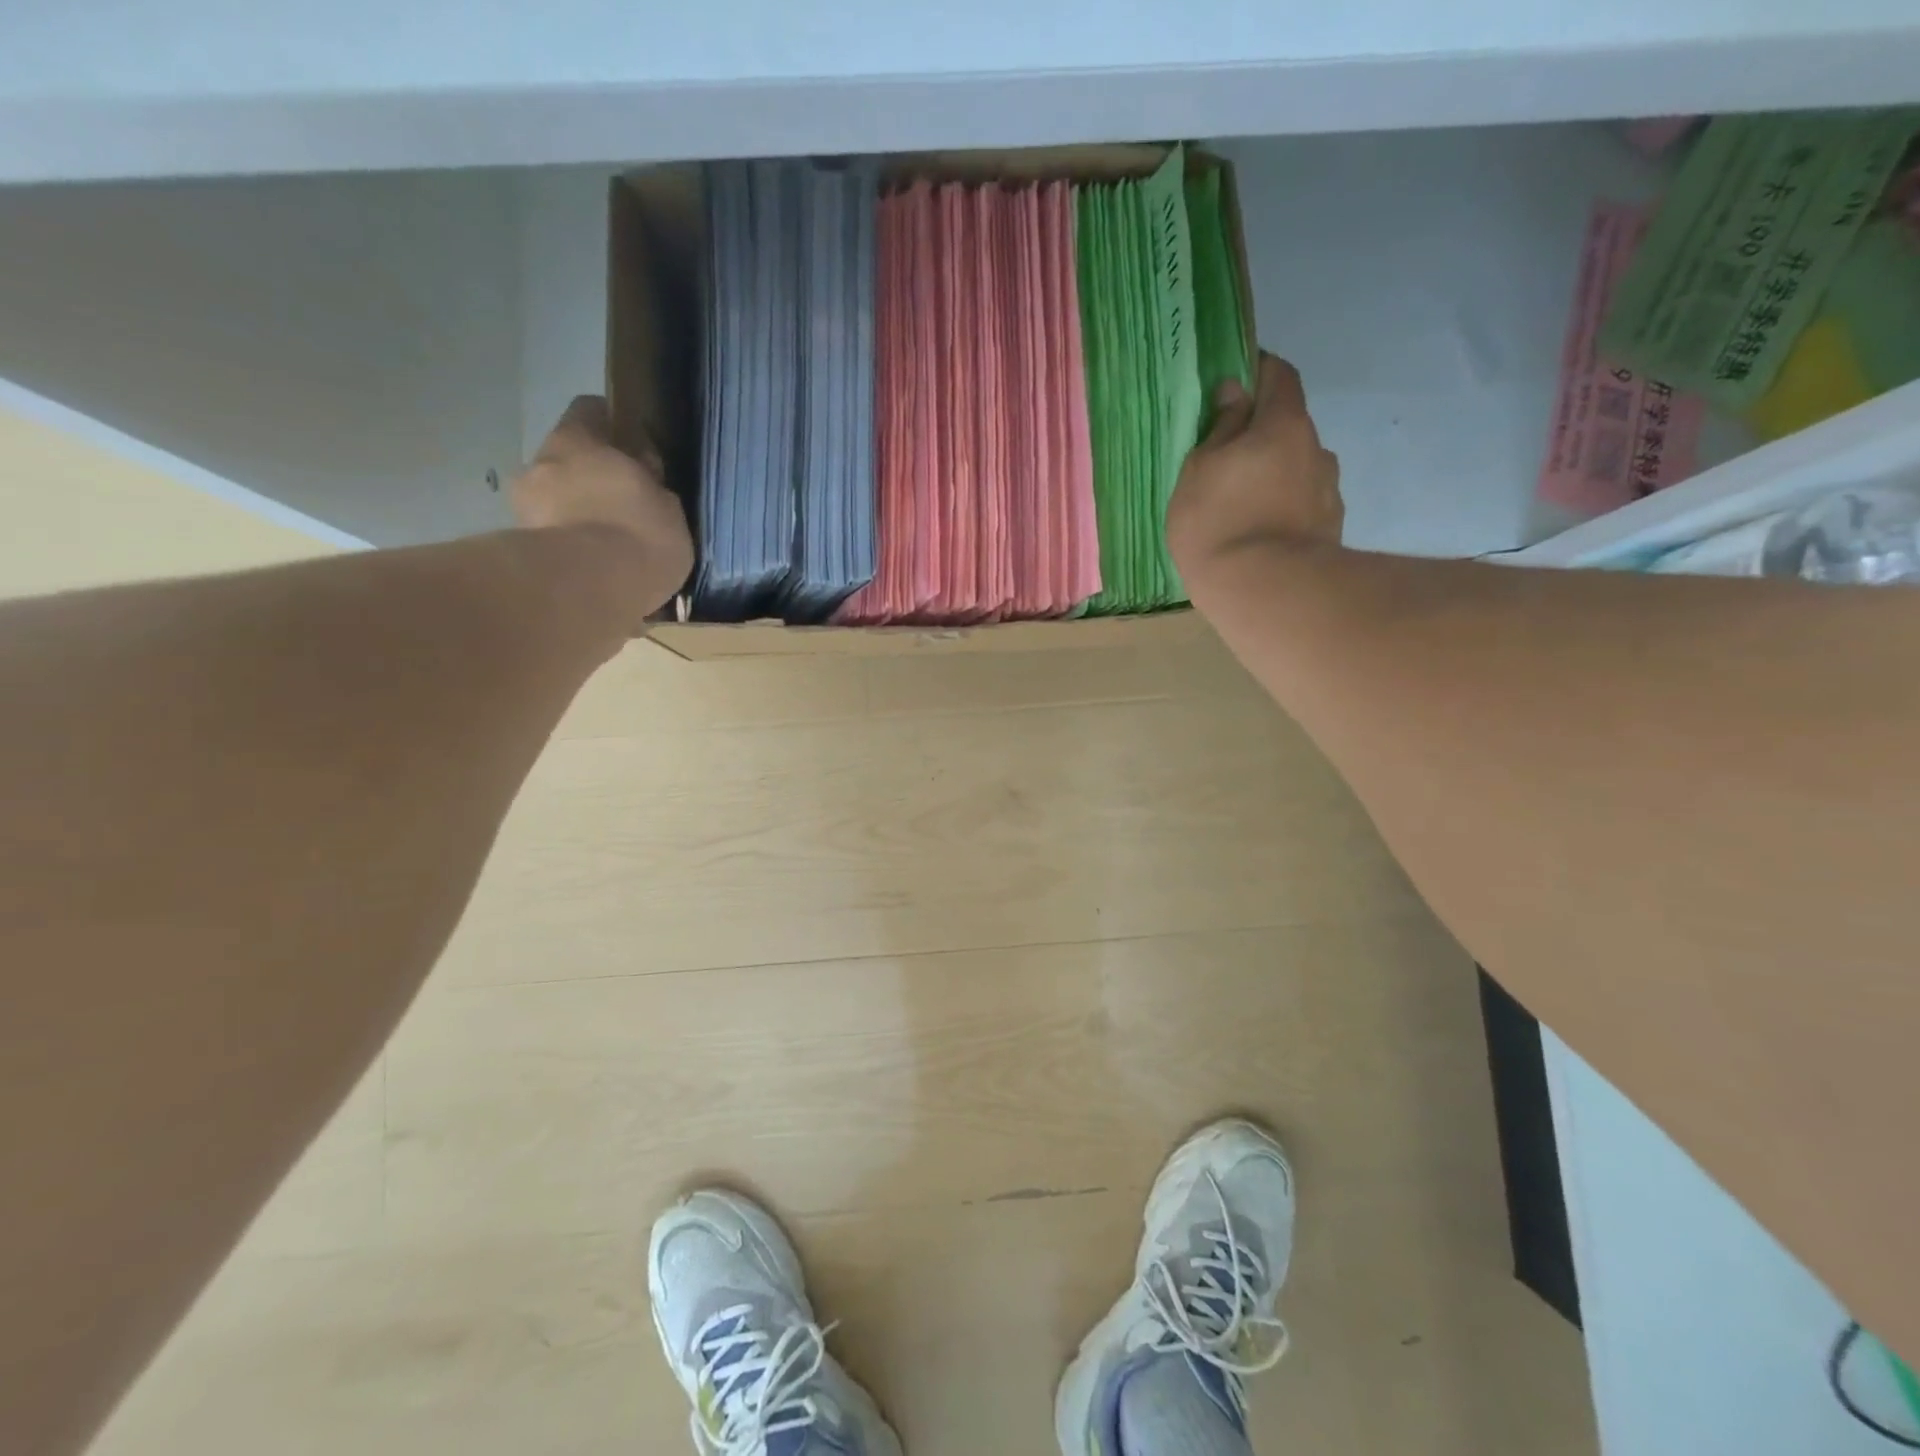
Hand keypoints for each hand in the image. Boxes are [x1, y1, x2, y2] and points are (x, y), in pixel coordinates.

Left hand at [511, 396, 694, 600]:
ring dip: (578, 515)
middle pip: (568, 460)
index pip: (590, 411)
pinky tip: (596, 570)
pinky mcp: (521, 549)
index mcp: (577, 440)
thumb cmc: (637, 535)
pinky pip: (552, 539)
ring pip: (556, 500)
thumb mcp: (668, 508)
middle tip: (624, 505)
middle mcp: (541, 463)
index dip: (612, 426)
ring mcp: (524, 506)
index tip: (634, 448)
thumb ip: (653, 488)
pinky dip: (571, 548)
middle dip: (592, 479)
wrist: (588, 590)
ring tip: (609, 545)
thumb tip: (645, 479)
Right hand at [1167, 353, 1342, 585]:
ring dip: (1276, 476)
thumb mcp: (1200, 470)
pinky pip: (1303, 505)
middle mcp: (1316, 448)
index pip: (1279, 376)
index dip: (1259, 371)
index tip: (1236, 381)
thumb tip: (1235, 392)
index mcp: (1284, 424)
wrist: (1266, 591)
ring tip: (1245, 507)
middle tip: (1229, 461)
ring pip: (1298, 469)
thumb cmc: (1219, 521)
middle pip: (1290, 427)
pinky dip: (1284, 509)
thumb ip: (1220, 428)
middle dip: (1263, 435)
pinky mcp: (1331, 528)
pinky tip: (1262, 534)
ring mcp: (1328, 491)